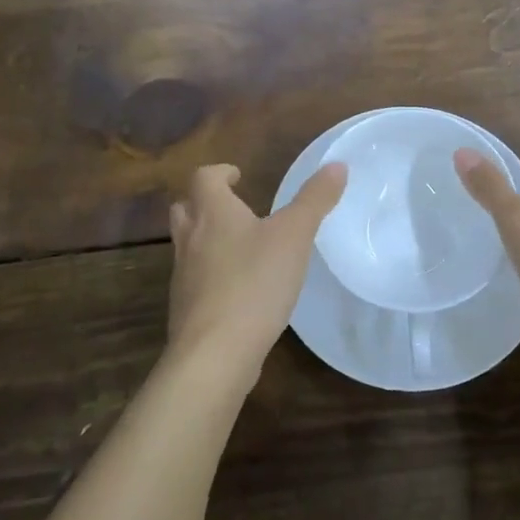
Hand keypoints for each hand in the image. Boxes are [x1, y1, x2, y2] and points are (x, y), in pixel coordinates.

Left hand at [167, 162, 346, 376]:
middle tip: (232, 207)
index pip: (203, 178)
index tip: (237, 176)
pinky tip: (237, 291)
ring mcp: (183, 277)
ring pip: (186, 246)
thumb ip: (315, 200)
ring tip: (238, 248)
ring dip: (205, 240)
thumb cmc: (254, 282)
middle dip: (204, 203)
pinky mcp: (186, 311)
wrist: (214, 354)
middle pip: (185, 209)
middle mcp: (191, 239)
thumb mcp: (294, 235)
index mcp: (213, 213)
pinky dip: (210, 277)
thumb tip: (336, 165)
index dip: (219, 172)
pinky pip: (194, 282)